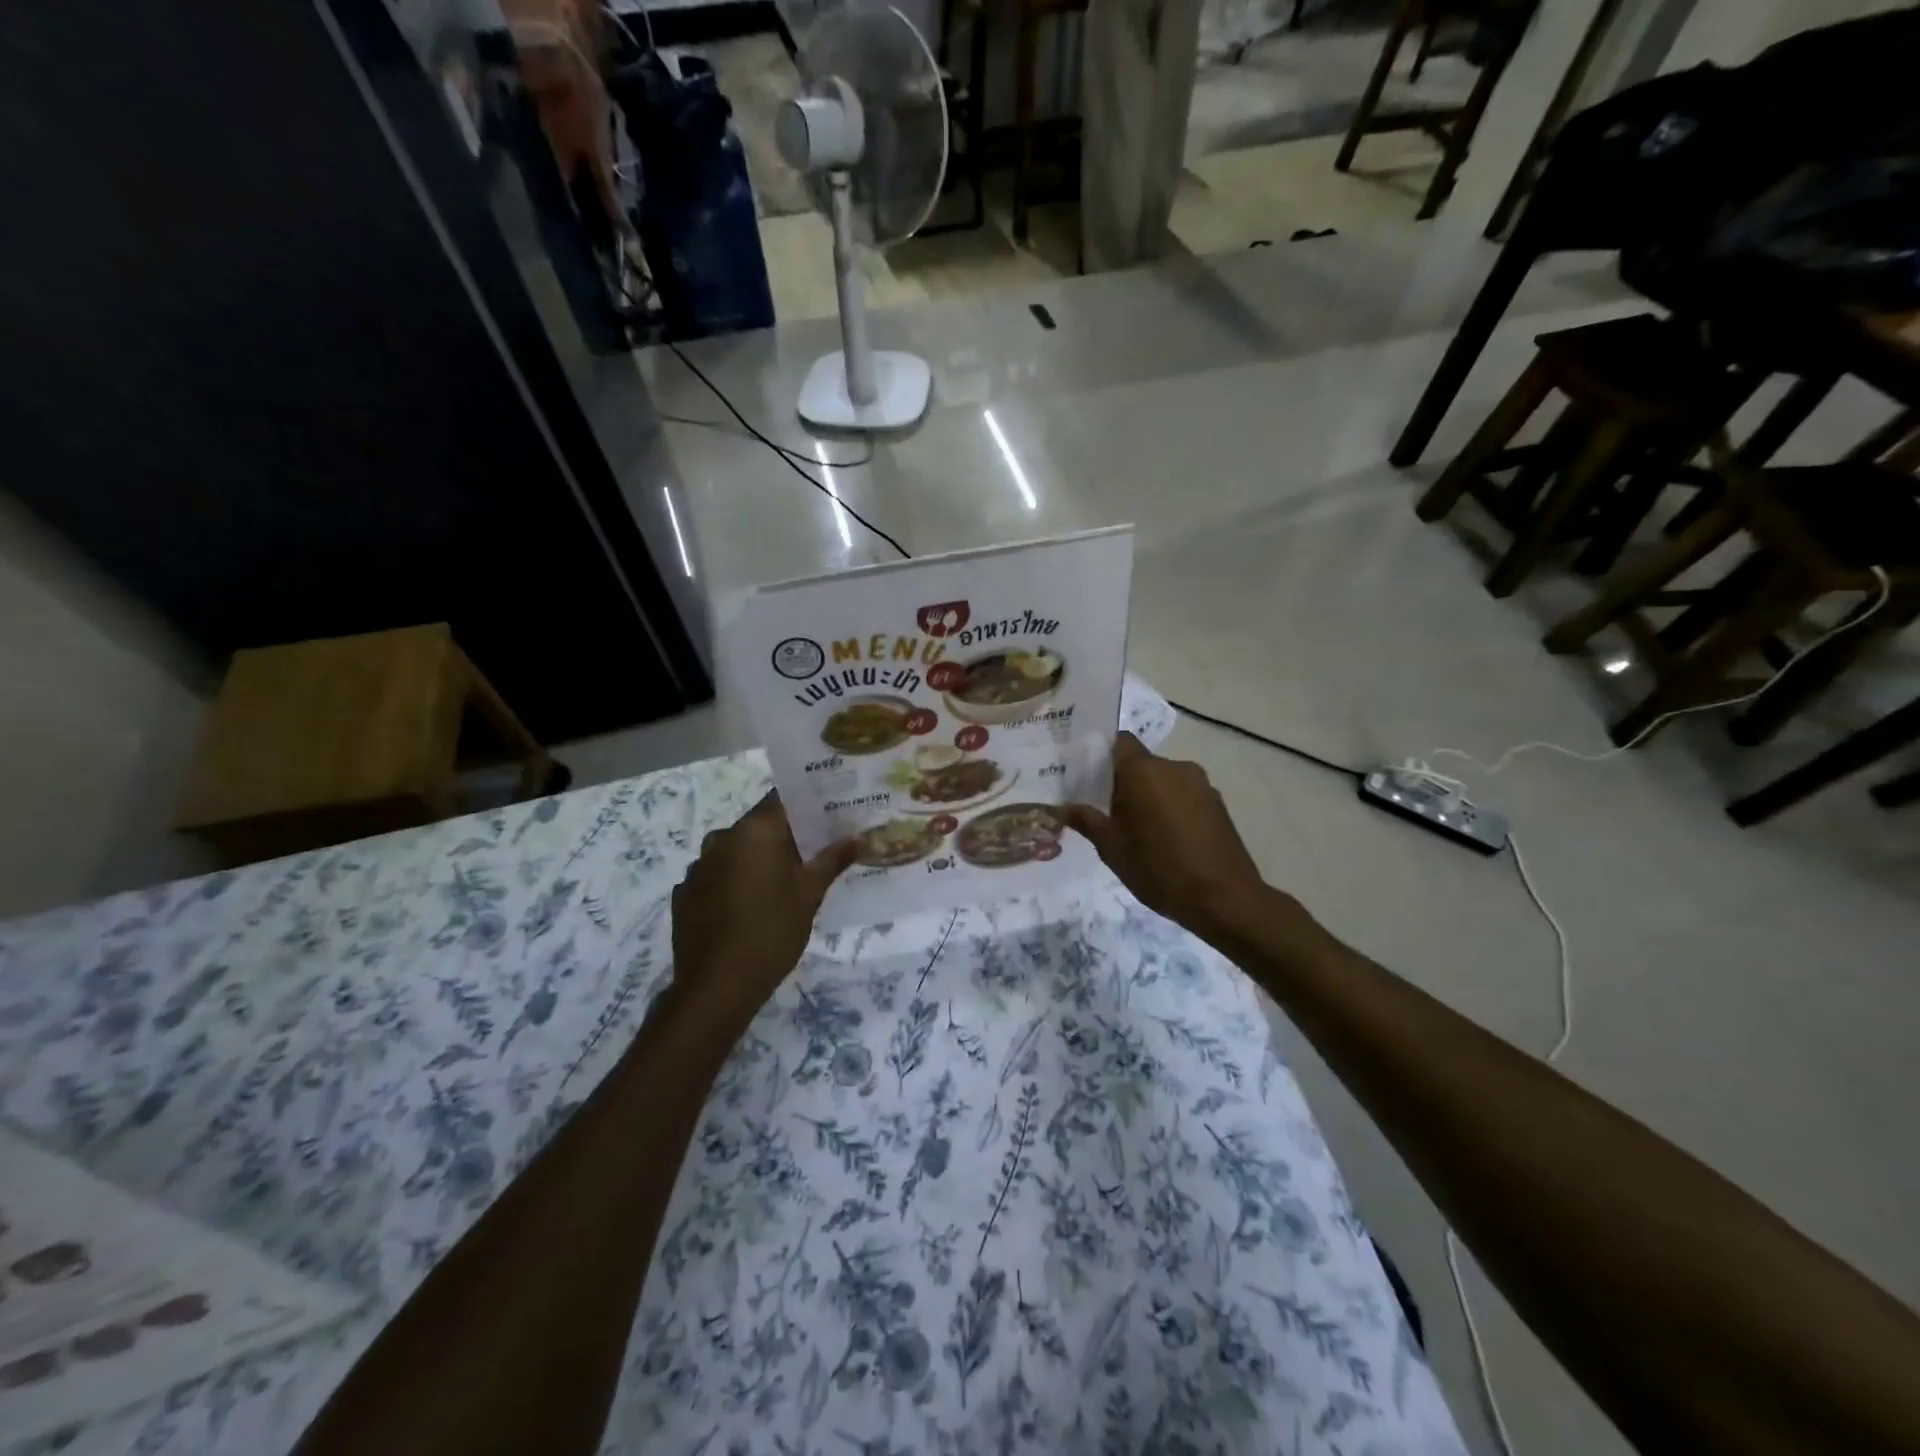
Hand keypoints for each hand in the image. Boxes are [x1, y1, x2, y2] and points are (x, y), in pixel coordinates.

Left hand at [670, 793, 856, 1027]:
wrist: (717, 986)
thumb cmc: (772, 931)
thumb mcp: (810, 894)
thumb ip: (832, 860)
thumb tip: (858, 838)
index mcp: (754, 831)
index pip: (782, 799)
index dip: (805, 804)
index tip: (827, 814)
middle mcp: (722, 838)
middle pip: (758, 825)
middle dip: (784, 836)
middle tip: (812, 853)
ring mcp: (698, 866)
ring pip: (735, 851)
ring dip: (756, 859)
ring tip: (780, 884)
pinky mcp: (685, 893)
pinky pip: (716, 876)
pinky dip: (732, 882)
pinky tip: (747, 907)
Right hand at [1058, 733, 1276, 944]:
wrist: (1224, 898)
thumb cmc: (1158, 868)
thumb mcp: (1112, 848)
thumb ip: (1086, 821)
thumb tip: (1061, 808)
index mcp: (1144, 771)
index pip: (1119, 741)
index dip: (1102, 754)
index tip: (1088, 776)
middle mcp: (1175, 767)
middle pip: (1141, 763)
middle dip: (1123, 782)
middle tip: (1107, 812)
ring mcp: (1201, 784)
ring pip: (1164, 780)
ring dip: (1149, 796)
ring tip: (1138, 831)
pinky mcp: (1218, 804)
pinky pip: (1184, 795)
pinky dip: (1172, 808)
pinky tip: (1168, 840)